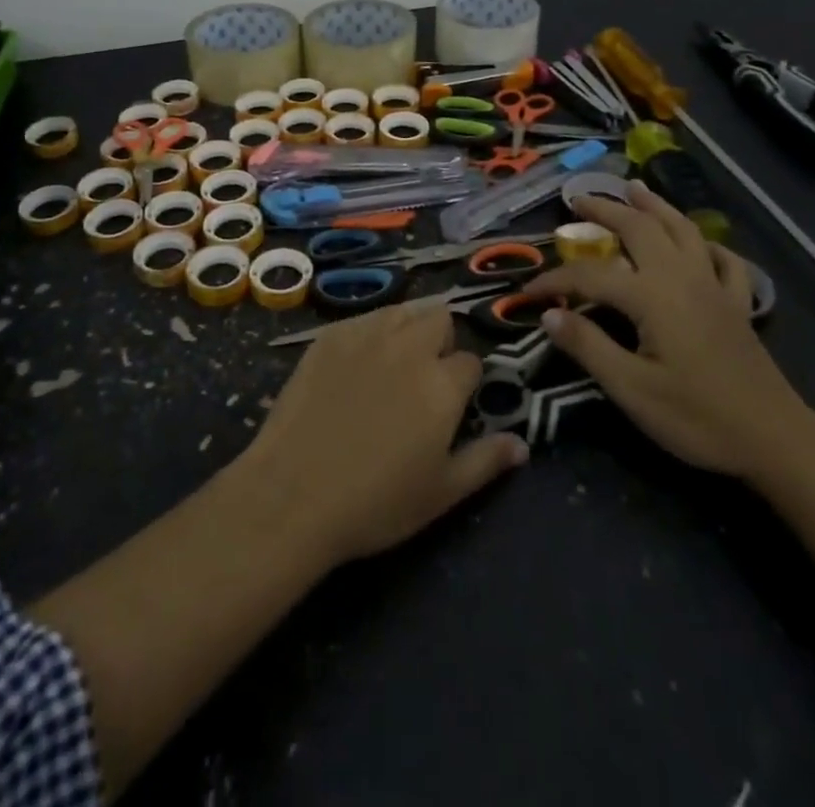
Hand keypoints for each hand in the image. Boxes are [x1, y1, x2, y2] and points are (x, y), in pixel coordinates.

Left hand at [242, 299, 528, 566]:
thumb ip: (485, 461)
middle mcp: (408, 347)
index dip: (465, 383)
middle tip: (424, 379)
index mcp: (442, 383)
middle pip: (439, 318)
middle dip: (441, 342)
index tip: (451, 406)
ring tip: (393, 364)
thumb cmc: (375, 502)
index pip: (471, 361)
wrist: (293, 493)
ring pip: (402, 310)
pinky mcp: (328, 336)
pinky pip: (362, 318)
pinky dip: (369, 333)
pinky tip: (354, 365)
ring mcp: (365, 335)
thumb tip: (521, 444)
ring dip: (407, 329)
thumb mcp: (441, 493)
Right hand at [522, 180, 814, 476]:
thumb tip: (549, 313)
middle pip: (640, 229)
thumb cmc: (697, 417)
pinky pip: (724, 260)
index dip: (555, 280)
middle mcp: (682, 278)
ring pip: (683, 230)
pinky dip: (707, 244)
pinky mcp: (737, 305)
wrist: (775, 441)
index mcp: (652, 296)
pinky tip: (699, 244)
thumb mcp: (631, 389)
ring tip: (634, 188)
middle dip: (606, 210)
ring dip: (655, 206)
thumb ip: (588, 345)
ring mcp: (714, 288)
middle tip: (578, 200)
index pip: (590, 276)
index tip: (527, 292)